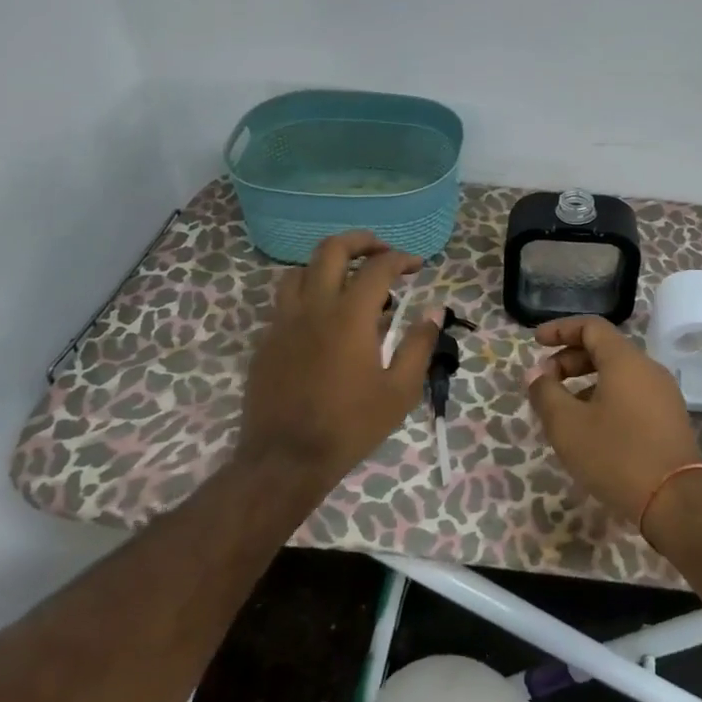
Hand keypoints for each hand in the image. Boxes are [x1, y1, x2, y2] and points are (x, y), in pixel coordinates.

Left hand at [236, 231, 441, 490]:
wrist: (284, 460)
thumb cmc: (350, 426)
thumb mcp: (399, 391)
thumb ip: (419, 344)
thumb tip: (434, 310)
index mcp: (350, 316)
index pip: (378, 267)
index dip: (401, 259)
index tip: (416, 265)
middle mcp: (314, 307)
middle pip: (331, 249)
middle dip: (360, 241)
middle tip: (381, 251)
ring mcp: (284, 322)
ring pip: (300, 270)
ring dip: (328, 265)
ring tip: (348, 280)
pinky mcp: (267, 341)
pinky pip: (285, 301)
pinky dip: (308, 294)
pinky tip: (323, 318)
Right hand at [525, 317, 701, 526]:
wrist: (676, 501)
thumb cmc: (617, 456)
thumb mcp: (568, 426)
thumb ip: (546, 394)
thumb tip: (535, 373)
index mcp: (625, 360)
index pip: (591, 327)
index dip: (561, 330)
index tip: (536, 342)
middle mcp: (648, 368)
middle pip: (604, 349)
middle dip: (569, 360)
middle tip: (544, 382)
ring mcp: (663, 393)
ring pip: (618, 374)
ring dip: (586, 382)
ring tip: (562, 410)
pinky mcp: (669, 418)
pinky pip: (631, 394)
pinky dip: (605, 398)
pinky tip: (591, 428)